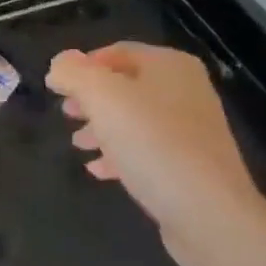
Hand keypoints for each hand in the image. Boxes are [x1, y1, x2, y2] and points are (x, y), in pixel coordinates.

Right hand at [46, 42, 265, 265]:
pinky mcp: (191, 166)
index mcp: (169, 65)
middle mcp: (185, 91)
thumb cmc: (152, 142)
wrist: (209, 213)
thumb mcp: (102, 97)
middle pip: (125, 86)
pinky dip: (120, 154)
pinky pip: (148, 150)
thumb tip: (60, 64)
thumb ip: (74, 73)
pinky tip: (98, 170)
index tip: (57, 88)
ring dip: (101, 128)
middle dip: (91, 99)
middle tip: (66, 114)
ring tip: (78, 144)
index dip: (82, 66)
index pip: (116, 52)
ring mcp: (192, 130)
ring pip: (134, 119)